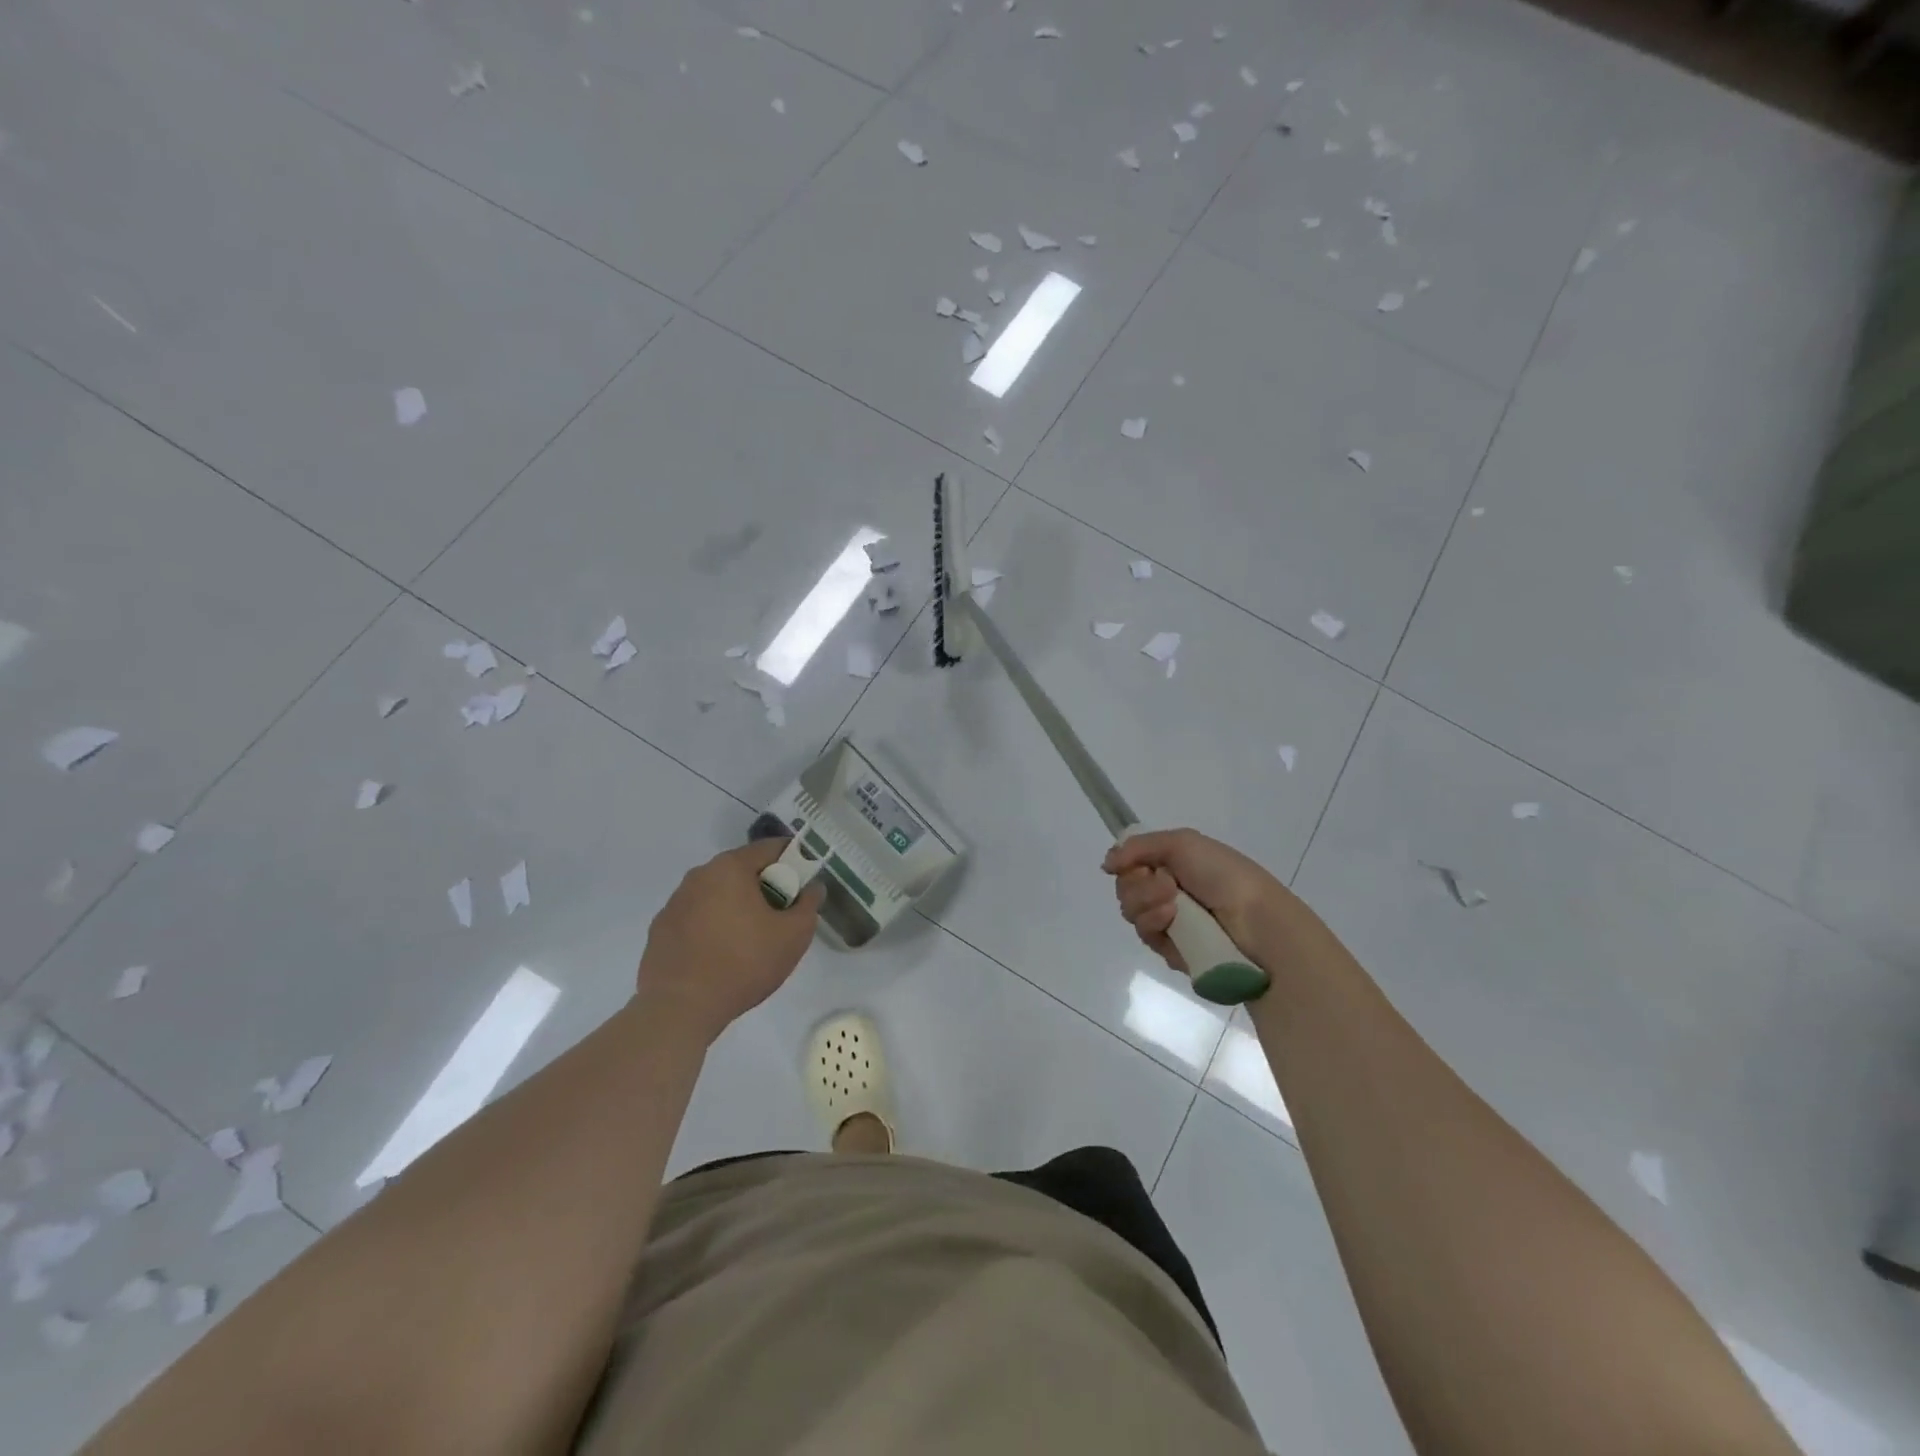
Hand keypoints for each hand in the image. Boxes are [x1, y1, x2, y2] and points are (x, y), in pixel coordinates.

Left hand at [636, 839, 821, 1043]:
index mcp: (730, 867)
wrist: (680, 1008)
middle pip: (742, 870)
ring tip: (749, 942)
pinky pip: (696, 918)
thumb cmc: (744, 963)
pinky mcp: (660, 929)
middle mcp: (699, 875)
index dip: (794, 862)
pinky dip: (711, 927)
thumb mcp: (794, 935)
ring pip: (717, 894)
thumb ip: (809, 904)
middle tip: (780, 918)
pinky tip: (720, 956)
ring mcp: (675, 902)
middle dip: (765, 887)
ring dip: (736, 908)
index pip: (771, 849)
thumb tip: (812, 887)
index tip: (803, 886)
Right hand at [1103, 829, 1305, 976]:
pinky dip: (1155, 926)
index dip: (1126, 863)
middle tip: (1167, 885)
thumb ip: (1138, 846)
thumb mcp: (1182, 843)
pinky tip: (1173, 924)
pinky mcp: (1171, 950)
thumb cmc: (1224, 876)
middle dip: (1138, 885)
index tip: (1135, 864)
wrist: (1256, 922)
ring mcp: (1169, 922)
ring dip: (1147, 904)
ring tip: (1174, 907)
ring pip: (1131, 912)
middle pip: (1125, 888)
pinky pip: (1145, 936)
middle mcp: (1168, 891)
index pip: (1130, 863)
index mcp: (1173, 864)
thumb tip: (1107, 864)